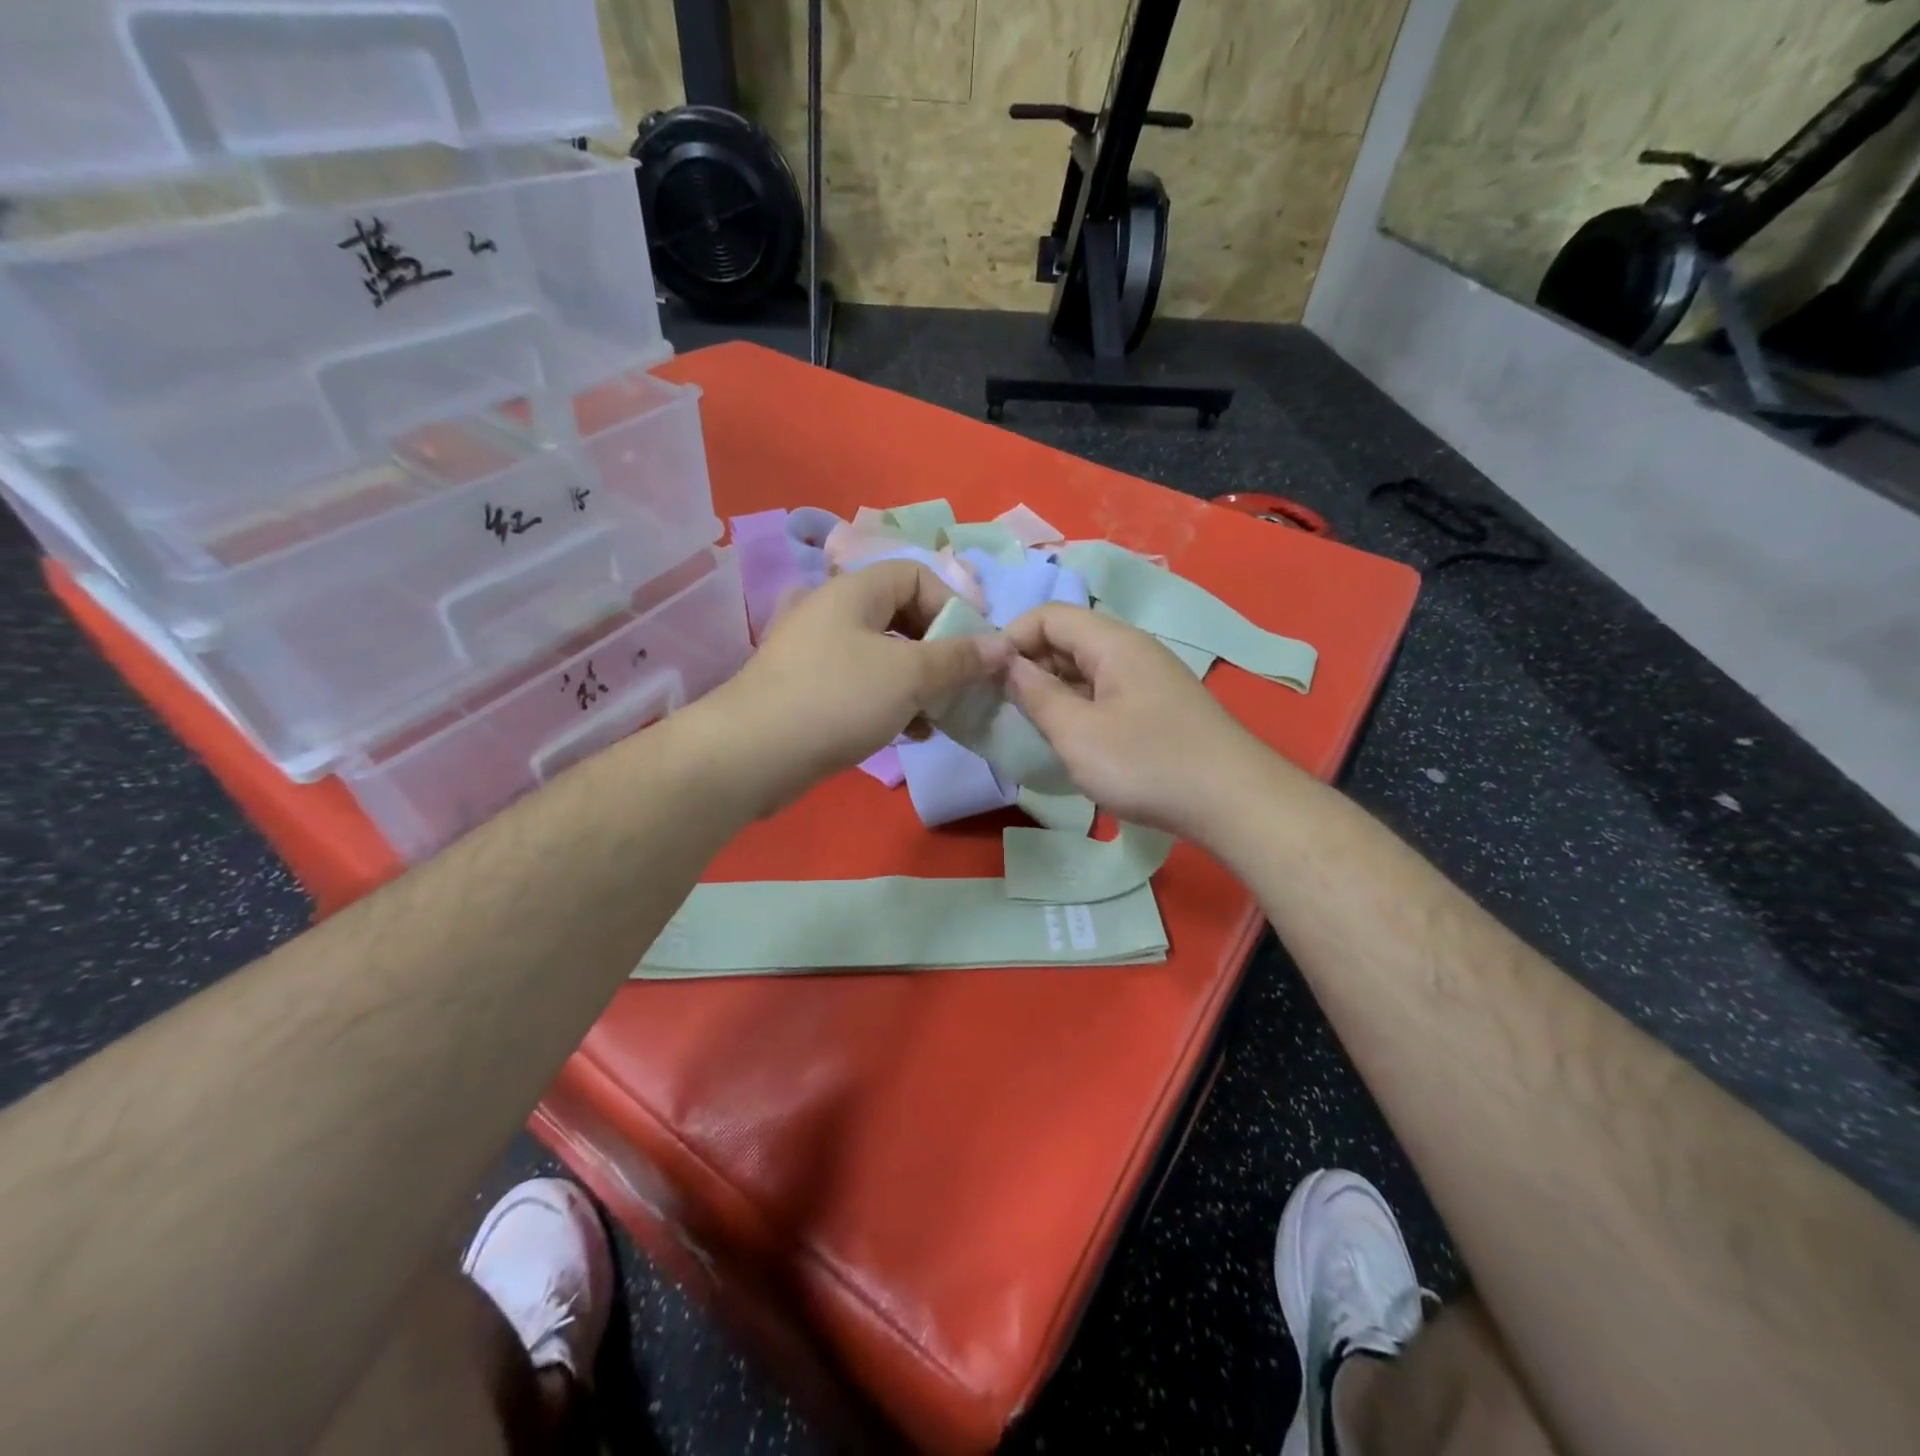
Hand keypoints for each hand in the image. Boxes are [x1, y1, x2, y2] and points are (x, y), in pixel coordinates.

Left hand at [702, 559, 1009, 812]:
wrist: (751, 755)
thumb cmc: (836, 699)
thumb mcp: (909, 675)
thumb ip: (959, 658)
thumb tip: (1002, 645)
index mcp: (854, 592)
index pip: (916, 575)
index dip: (952, 606)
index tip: (974, 648)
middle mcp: (834, 613)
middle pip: (902, 617)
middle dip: (939, 651)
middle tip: (962, 684)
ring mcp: (818, 654)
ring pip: (885, 657)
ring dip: (919, 683)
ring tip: (940, 715)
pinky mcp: (810, 691)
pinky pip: (864, 686)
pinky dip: (891, 703)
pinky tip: (911, 734)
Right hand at [1003, 604, 1283, 840]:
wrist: (1234, 802)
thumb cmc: (1147, 763)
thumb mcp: (1077, 733)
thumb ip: (1036, 694)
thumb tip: (1005, 664)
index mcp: (1112, 642)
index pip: (1048, 615)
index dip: (1010, 638)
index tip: (984, 675)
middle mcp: (1132, 650)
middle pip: (1067, 639)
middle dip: (1028, 665)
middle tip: (999, 704)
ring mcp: (1148, 679)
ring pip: (1086, 669)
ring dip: (1052, 689)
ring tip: (1026, 724)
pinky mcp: (1157, 708)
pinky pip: (1105, 693)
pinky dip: (1078, 707)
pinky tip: (1068, 738)